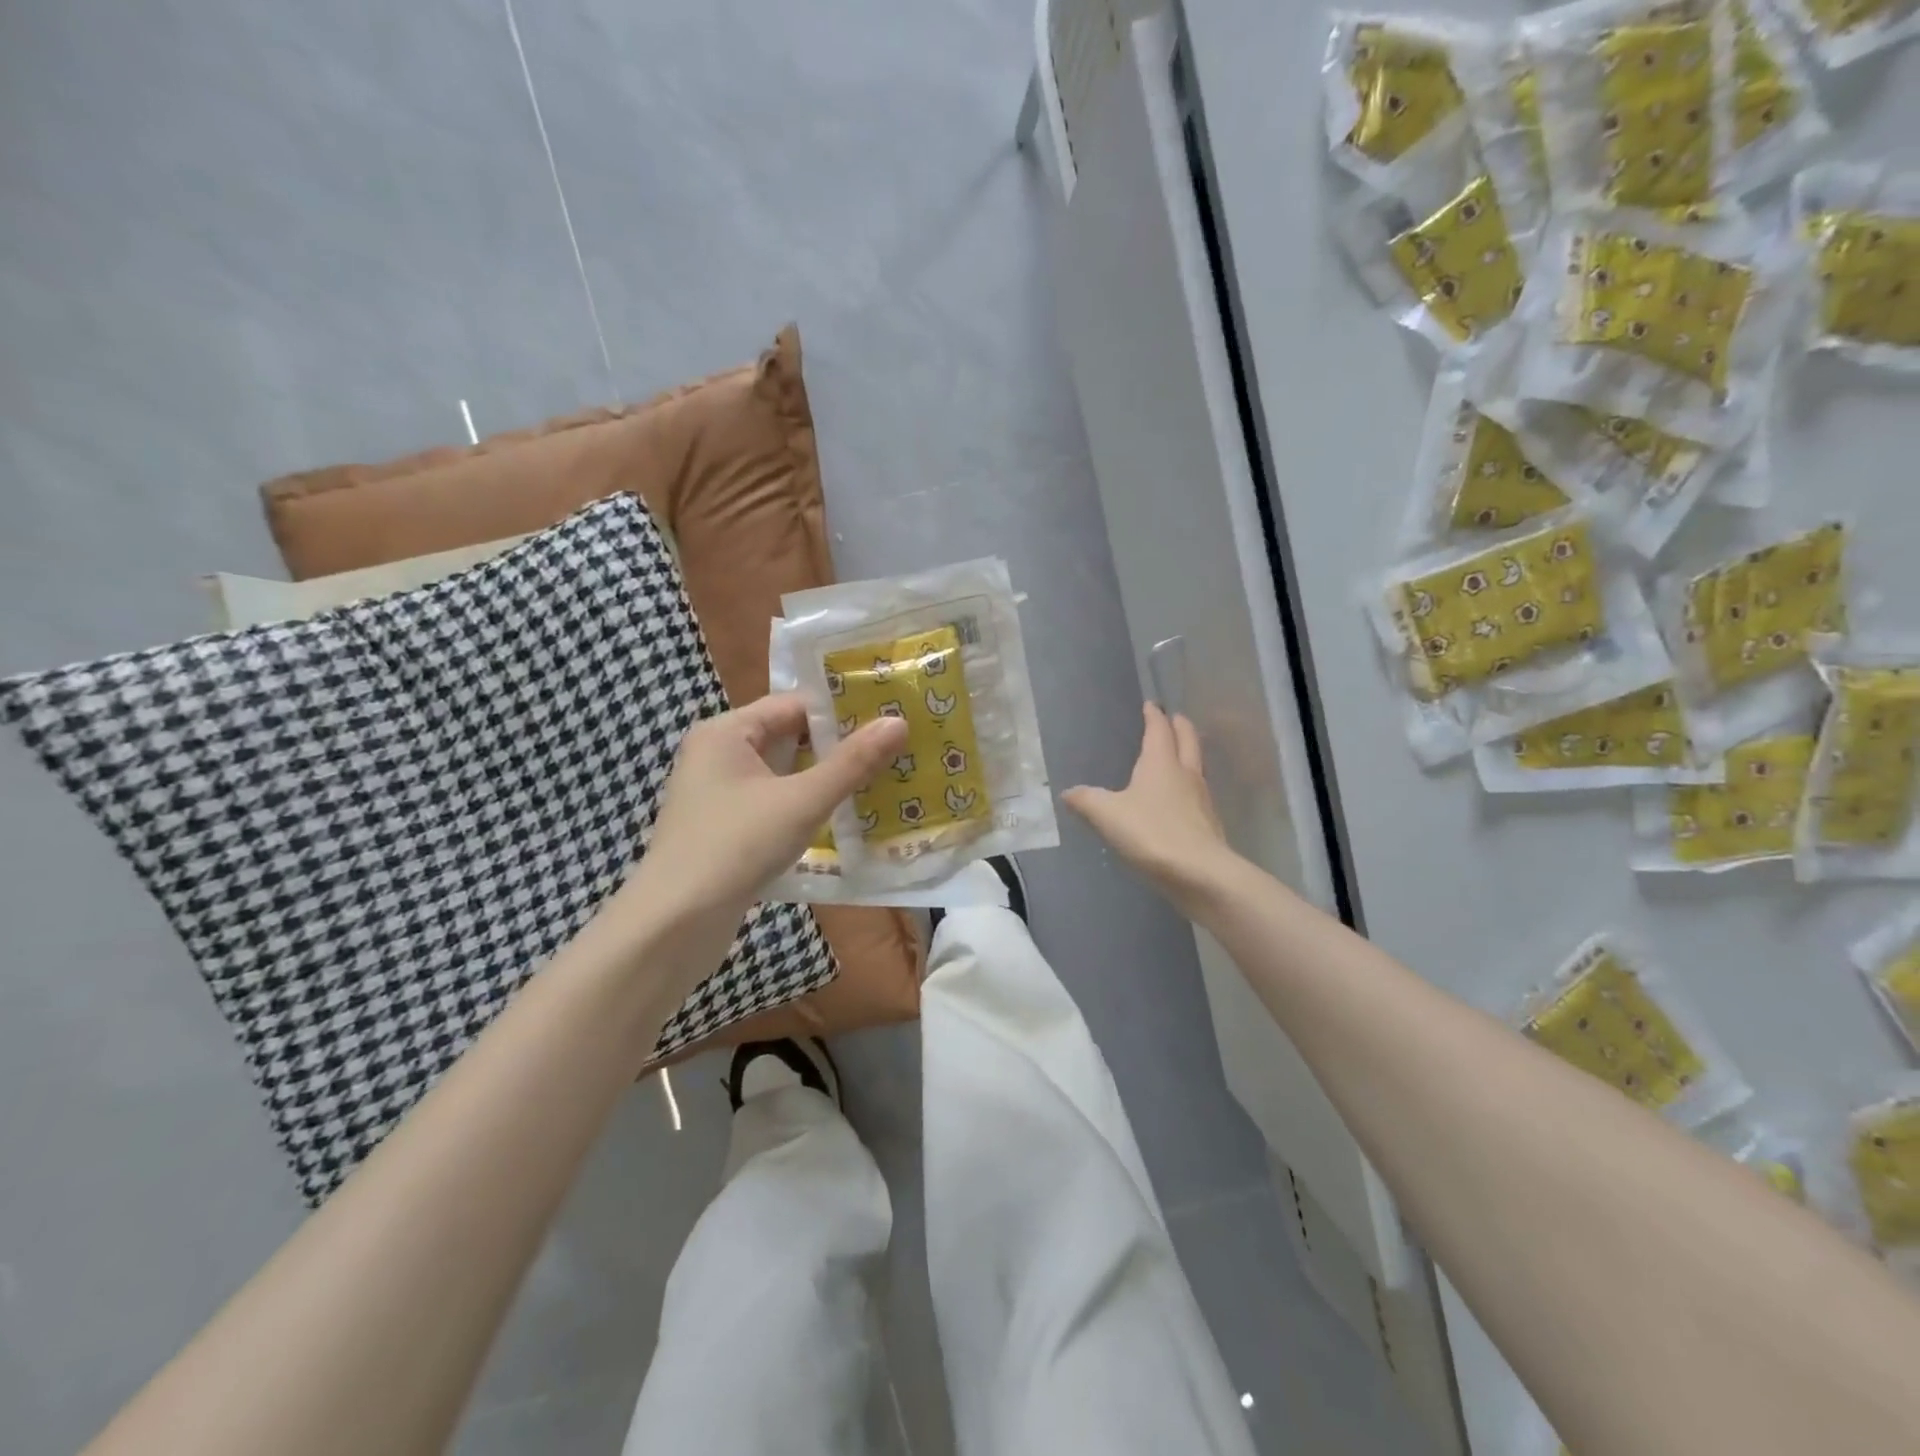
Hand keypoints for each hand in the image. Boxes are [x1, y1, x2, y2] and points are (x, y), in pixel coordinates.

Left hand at [635, 692, 907, 913]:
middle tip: (894, 750)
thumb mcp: (802, 801)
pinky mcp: (724, 829)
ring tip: (881, 781)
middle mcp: (718, 755)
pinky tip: (844, 819)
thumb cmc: (736, 847)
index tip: (888, 719)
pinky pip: (774, 805)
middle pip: (789, 738)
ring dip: (825, 781)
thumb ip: (852, 763)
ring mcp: (718, 795)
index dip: (841, 711)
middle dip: (839, 748)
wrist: (673, 925)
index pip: (793, 704)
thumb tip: (898, 722)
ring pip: (783, 775)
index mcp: (727, 732)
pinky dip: (806, 808)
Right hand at [1062, 702, 1235, 911]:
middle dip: (1180, 727)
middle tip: (1174, 718)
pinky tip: (1180, 799)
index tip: (1151, 705)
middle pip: (1188, 741)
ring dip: (1189, 754)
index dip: (1154, 716)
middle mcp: (1185, 774)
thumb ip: (1087, 801)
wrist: (1200, 873)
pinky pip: (1198, 794)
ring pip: (1197, 766)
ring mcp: (1202, 799)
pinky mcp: (1208, 824)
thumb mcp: (1107, 815)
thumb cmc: (1152, 833)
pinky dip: (1189, 786)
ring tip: (1178, 754)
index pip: (1159, 730)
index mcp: (1161, 763)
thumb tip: (1068, 792)